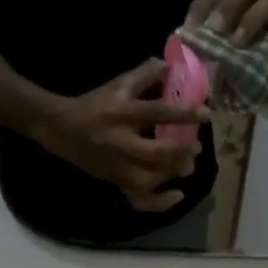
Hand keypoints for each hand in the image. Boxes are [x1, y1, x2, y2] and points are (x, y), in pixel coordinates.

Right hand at [37, 59, 208, 210]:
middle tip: (195, 147)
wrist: (61, 130)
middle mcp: (120, 142)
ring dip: (170, 175)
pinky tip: (176, 196)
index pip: (157, 112)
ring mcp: (117, 166)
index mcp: (122, 114)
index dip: (183, 113)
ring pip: (147, 180)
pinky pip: (137, 199)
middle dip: (179, 151)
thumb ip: (143, 75)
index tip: (206, 114)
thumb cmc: (94, 105)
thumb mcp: (117, 85)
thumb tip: (170, 64)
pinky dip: (159, 203)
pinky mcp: (115, 182)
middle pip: (154, 153)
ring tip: (185, 168)